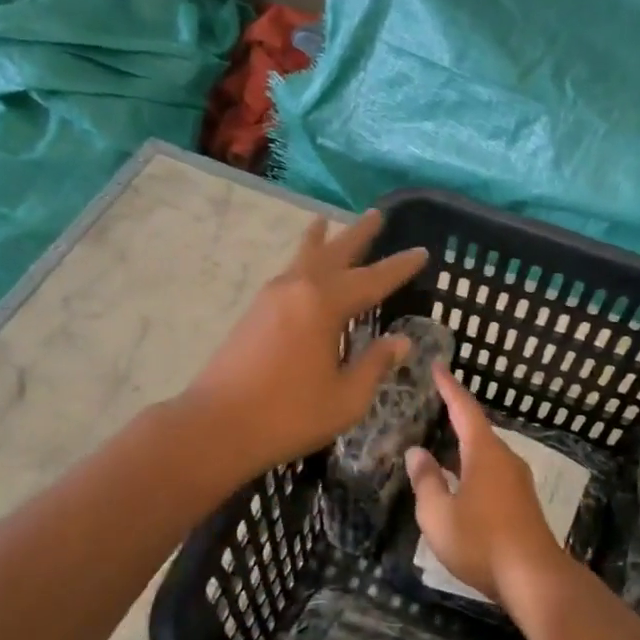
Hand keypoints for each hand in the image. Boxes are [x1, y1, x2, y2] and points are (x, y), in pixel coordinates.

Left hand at [181, 209, 427, 480]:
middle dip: (358, 235)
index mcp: (323, 305)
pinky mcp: (254, 312)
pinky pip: (287, 273)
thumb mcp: (346, 397)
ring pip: (303, 257)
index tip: (422, 252)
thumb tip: (400, 341)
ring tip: (325, 220)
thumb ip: (374, 364)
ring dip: (321, 240)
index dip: (400, 267)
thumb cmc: (289, 414)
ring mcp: (271, 297)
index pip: (372, 280)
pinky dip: (301, 260)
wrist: (217, 425)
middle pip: (334, 253)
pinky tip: (302, 268)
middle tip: (376, 214)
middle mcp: (297, 289)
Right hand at [404, 365, 566, 605]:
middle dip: (455, 416)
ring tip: (439, 446)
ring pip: (485, 454)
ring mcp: (517, 481)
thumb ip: (425, 480)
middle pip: (477, 430)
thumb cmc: (481, 541)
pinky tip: (459, 483)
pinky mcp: (522, 503)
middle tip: (433, 405)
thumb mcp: (438, 514)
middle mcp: (505, 459)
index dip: (449, 387)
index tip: (438, 366)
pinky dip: (471, 468)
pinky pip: (491, 473)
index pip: (464, 409)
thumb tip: (417, 453)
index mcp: (485, 453)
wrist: (534, 579)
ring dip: (462, 447)